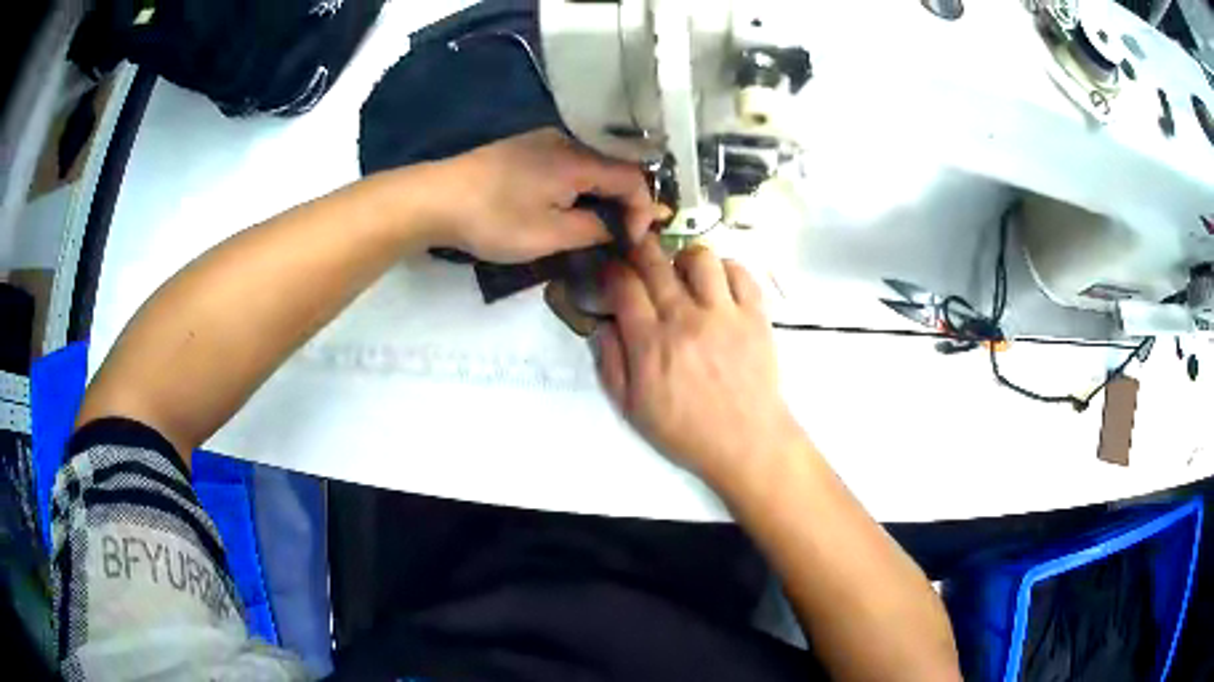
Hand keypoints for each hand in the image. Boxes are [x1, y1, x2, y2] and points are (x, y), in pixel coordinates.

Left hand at [421, 128, 653, 262]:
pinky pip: (570, 163)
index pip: (634, 178)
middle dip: (626, 201)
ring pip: (592, 164)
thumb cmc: (495, 219)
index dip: (643, 209)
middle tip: (624, 235)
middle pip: (616, 167)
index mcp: (579, 159)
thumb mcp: (550, 235)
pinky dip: (581, 185)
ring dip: (603, 194)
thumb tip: (621, 226)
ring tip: (600, 225)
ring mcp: (544, 140)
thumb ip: (594, 229)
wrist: (436, 198)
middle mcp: (568, 141)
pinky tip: (571, 205)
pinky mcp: (526, 147)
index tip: (635, 241)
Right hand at [595, 236, 805, 487]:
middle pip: (656, 263)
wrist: (746, 442)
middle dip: (641, 251)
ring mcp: (724, 313)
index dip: (613, 270)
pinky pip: (740, 272)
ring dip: (685, 259)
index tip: (611, 269)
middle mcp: (685, 319)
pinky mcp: (755, 315)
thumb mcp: (632, 409)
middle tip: (639, 255)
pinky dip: (726, 269)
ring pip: (700, 258)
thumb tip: (603, 324)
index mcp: (650, 343)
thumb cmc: (685, 430)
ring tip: (683, 273)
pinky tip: (718, 284)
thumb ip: (611, 364)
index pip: (624, 286)